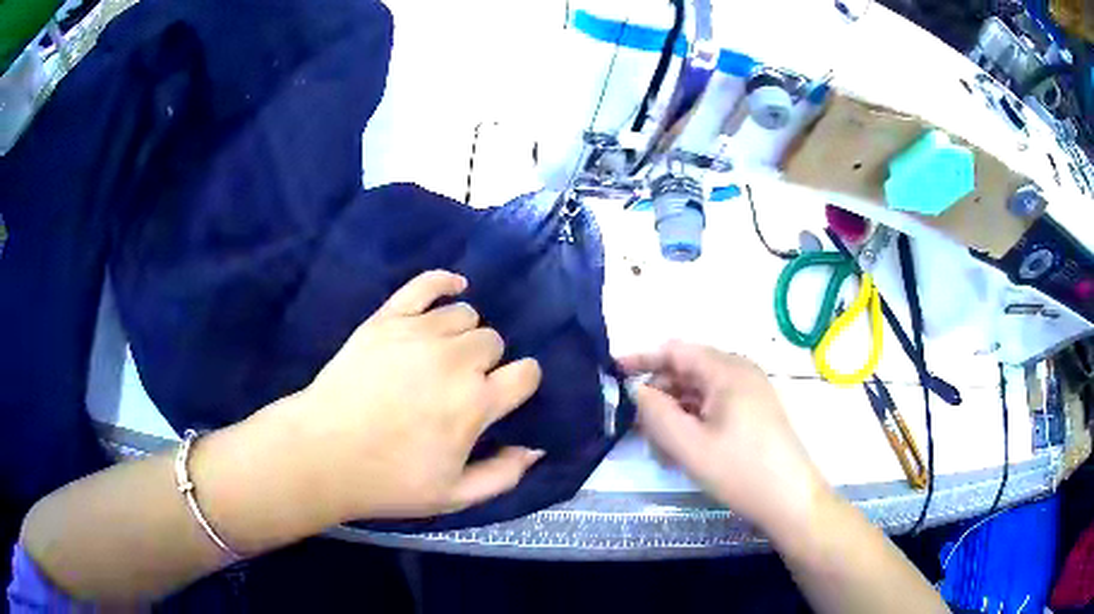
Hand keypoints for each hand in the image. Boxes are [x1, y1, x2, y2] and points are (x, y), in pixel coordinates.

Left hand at [270, 270, 543, 522]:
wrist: (323, 453)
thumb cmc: (389, 480)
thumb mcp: (454, 496)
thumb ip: (503, 475)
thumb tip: (535, 449)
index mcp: (475, 403)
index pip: (525, 373)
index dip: (522, 382)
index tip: (508, 393)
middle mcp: (455, 360)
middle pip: (493, 341)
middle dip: (487, 362)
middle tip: (462, 385)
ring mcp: (418, 333)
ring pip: (465, 314)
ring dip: (463, 334)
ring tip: (444, 354)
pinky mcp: (387, 319)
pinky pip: (425, 284)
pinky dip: (444, 281)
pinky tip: (453, 287)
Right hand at [619, 342, 831, 540]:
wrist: (791, 500)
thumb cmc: (741, 471)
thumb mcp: (689, 446)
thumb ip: (656, 413)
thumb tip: (638, 390)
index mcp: (727, 370)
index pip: (675, 350)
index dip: (641, 358)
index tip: (612, 372)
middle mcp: (740, 372)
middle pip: (686, 372)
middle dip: (659, 397)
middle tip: (638, 430)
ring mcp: (750, 392)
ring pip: (699, 393)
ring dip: (675, 415)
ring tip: (661, 450)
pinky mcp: (754, 412)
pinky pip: (715, 407)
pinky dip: (694, 423)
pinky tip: (684, 451)